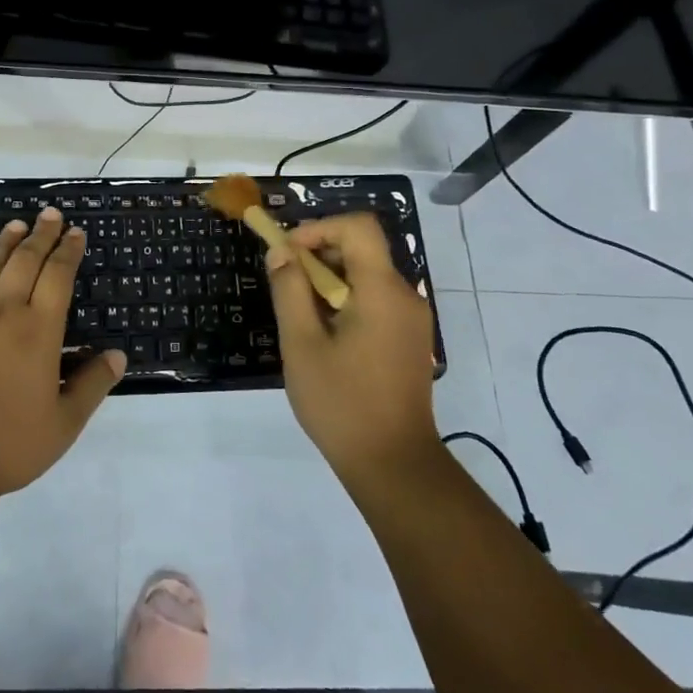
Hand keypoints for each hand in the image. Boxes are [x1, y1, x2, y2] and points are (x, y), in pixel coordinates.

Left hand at [0, 207, 124, 498]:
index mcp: (39, 330)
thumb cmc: (7, 443)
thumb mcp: (64, 424)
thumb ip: (92, 385)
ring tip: (15, 225)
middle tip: (50, 214)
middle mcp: (3, 311)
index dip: (68, 251)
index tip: (75, 232)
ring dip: (3, 243)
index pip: (59, 276)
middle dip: (41, 235)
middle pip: (25, 261)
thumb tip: (117, 355)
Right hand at [266, 213, 440, 485]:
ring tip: (300, 314)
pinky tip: (324, 335)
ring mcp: (411, 319)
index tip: (287, 252)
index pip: (358, 227)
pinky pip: (376, 300)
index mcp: (382, 290)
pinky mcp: (409, 339)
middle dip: (319, 254)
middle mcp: (405, 295)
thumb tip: (281, 252)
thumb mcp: (302, 344)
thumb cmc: (342, 403)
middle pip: (362, 248)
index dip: (319, 227)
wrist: (394, 465)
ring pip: (368, 275)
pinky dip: (346, 300)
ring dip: (330, 279)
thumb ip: (289, 290)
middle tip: (286, 284)